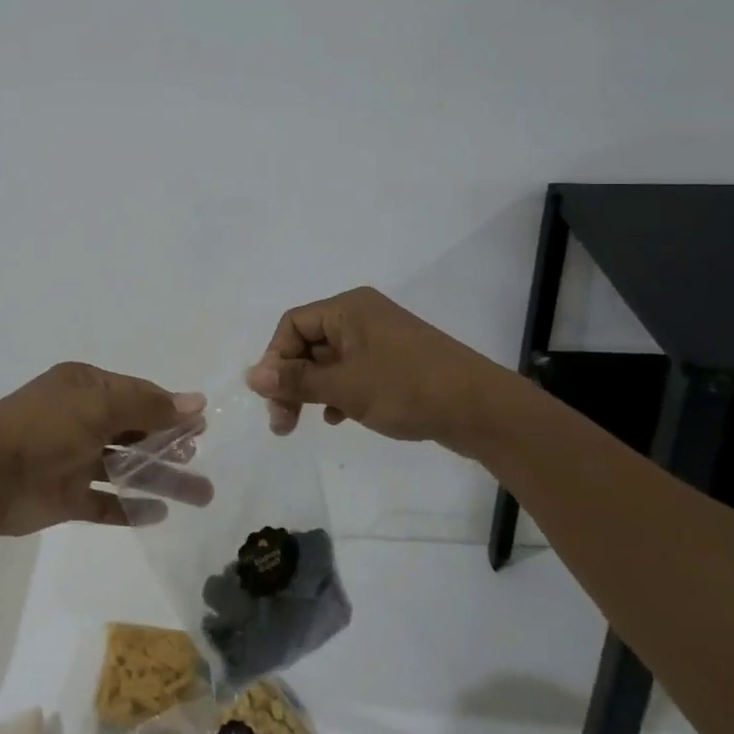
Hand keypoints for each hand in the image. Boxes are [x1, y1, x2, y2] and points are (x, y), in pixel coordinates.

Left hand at [0, 362, 209, 536]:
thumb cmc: (43, 428)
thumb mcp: (99, 406)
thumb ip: (148, 406)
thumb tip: (196, 401)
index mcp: (84, 388)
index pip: (136, 395)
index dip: (169, 409)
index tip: (201, 426)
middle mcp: (80, 419)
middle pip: (135, 432)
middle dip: (170, 445)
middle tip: (200, 461)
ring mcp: (73, 459)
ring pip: (126, 468)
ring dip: (161, 479)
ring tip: (200, 496)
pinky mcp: (66, 496)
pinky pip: (106, 502)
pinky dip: (130, 508)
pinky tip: (158, 515)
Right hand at [244, 286, 523, 453]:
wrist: (482, 410)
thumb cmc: (407, 389)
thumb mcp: (345, 386)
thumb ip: (296, 380)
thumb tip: (251, 375)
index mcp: (348, 308)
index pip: (293, 325)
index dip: (275, 359)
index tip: (271, 397)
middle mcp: (362, 316)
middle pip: (308, 343)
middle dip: (291, 380)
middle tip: (281, 423)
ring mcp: (381, 340)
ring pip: (330, 361)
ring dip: (311, 390)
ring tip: (302, 425)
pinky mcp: (396, 363)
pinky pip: (353, 372)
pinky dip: (338, 392)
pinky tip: (338, 419)